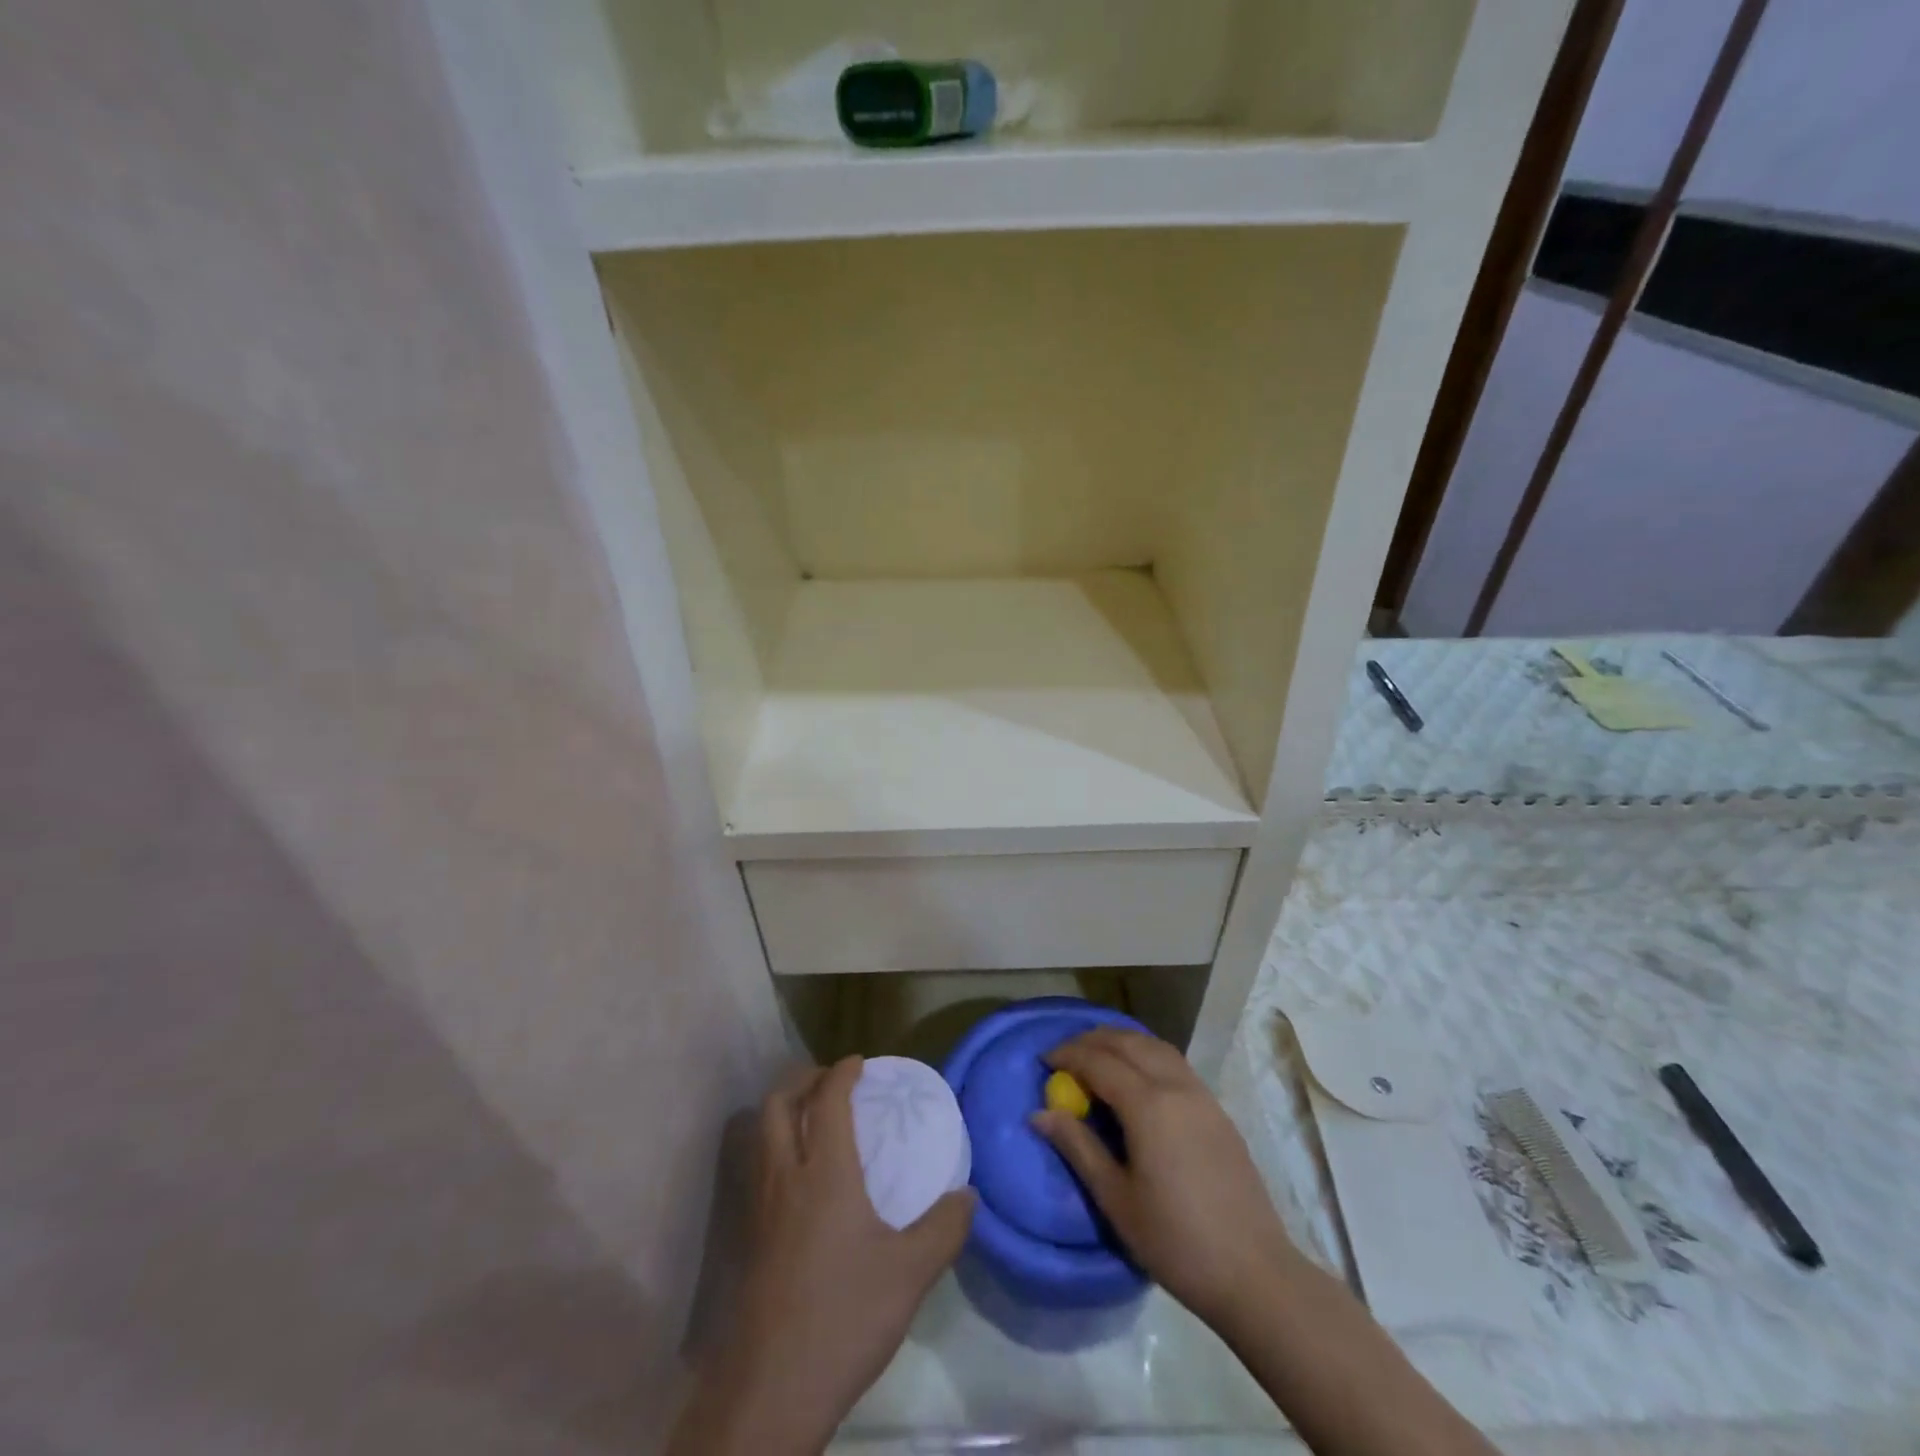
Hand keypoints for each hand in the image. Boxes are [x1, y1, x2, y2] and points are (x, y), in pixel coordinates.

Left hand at [669, 1056, 974, 1455]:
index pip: (826, 1099)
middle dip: (803, 1080)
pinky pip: (758, 1167)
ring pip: (760, 1134)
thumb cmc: (845, 1316)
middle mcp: (785, 1176)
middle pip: (777, 1103)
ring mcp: (759, 1208)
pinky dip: (776, 1146)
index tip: (859, 1063)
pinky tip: (801, 1178)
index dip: (841, 1072)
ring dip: (783, 1110)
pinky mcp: (748, 1238)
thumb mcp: (911, 1273)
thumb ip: (945, 1228)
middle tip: (831, 1082)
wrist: (771, 1390)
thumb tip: (970, 1195)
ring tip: (813, 1119)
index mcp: (824, 1171)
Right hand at [1032, 1029, 1297, 1327]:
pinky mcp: (1218, 1111)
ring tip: (1098, 1056)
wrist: (1254, 1273)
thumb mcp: (1116, 1199)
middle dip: (1093, 1040)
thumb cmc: (1176, 1242)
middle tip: (1066, 1054)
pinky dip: (1147, 1055)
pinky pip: (1175, 1063)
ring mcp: (1202, 1096)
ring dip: (1123, 1042)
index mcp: (1148, 1105)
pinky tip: (1138, 1077)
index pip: (1099, 1062)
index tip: (1043, 1060)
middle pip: (1129, 1043)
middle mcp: (1176, 1087)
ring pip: (1156, 1047)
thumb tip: (1040, 1113)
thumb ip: (1078, 1147)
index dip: (1068, 1055)